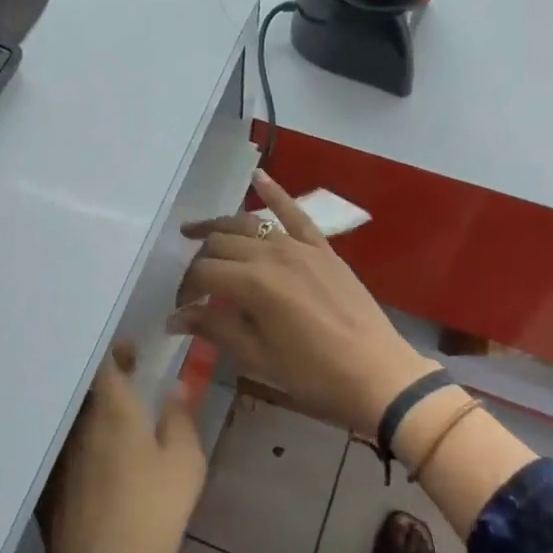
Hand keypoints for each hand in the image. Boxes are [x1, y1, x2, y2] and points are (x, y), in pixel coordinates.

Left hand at [43, 344, 205, 552]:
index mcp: (113, 409)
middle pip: (90, 386)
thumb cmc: (154, 507)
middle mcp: (83, 423)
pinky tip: (113, 453)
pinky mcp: (60, 480)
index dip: (117, 350)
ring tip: (127, 414)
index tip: (134, 351)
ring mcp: (67, 452)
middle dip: (111, 376)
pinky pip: (77, 441)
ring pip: (83, 415)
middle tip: (133, 375)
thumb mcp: (185, 461)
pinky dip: (94, 434)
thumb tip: (173, 389)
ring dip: (102, 406)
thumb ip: (180, 418)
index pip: (105, 363)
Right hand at [169, 171, 433, 439]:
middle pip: (221, 244)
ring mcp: (300, 246)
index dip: (185, 290)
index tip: (181, 309)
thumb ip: (215, 329)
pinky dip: (275, 193)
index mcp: (252, 284)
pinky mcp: (323, 248)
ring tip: (195, 232)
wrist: (378, 376)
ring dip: (220, 227)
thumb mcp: (258, 358)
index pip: (202, 273)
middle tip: (192, 286)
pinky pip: (295, 213)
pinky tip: (258, 176)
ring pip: (248, 224)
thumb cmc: (314, 375)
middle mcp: (272, 254)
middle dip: (199, 262)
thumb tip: (175, 318)